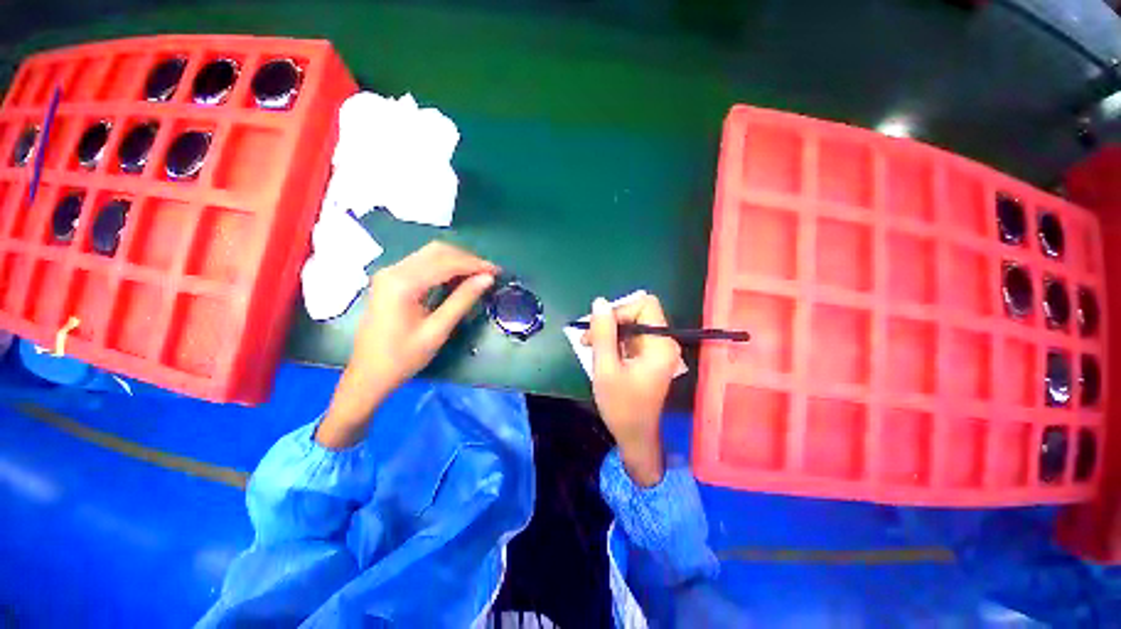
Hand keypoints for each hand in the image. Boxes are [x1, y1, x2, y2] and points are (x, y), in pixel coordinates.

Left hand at [317, 242, 497, 448]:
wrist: (369, 374)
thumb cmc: (403, 357)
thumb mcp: (437, 330)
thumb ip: (462, 300)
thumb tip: (487, 279)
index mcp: (402, 283)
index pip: (446, 262)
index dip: (475, 264)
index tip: (497, 271)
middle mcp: (393, 271)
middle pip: (437, 251)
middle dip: (467, 259)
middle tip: (489, 274)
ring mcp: (390, 273)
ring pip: (430, 254)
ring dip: (457, 261)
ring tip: (478, 276)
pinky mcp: (391, 279)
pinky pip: (422, 263)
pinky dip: (444, 267)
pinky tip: (458, 279)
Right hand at [583, 294, 680, 485]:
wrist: (634, 437)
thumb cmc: (621, 406)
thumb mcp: (606, 368)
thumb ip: (603, 333)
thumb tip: (600, 302)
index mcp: (660, 344)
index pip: (644, 305)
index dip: (620, 310)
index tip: (600, 328)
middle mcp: (664, 343)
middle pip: (638, 313)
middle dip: (611, 322)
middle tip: (587, 338)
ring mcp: (657, 351)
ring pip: (632, 325)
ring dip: (609, 332)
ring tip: (588, 345)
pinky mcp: (649, 358)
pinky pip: (631, 338)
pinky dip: (614, 341)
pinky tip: (599, 353)